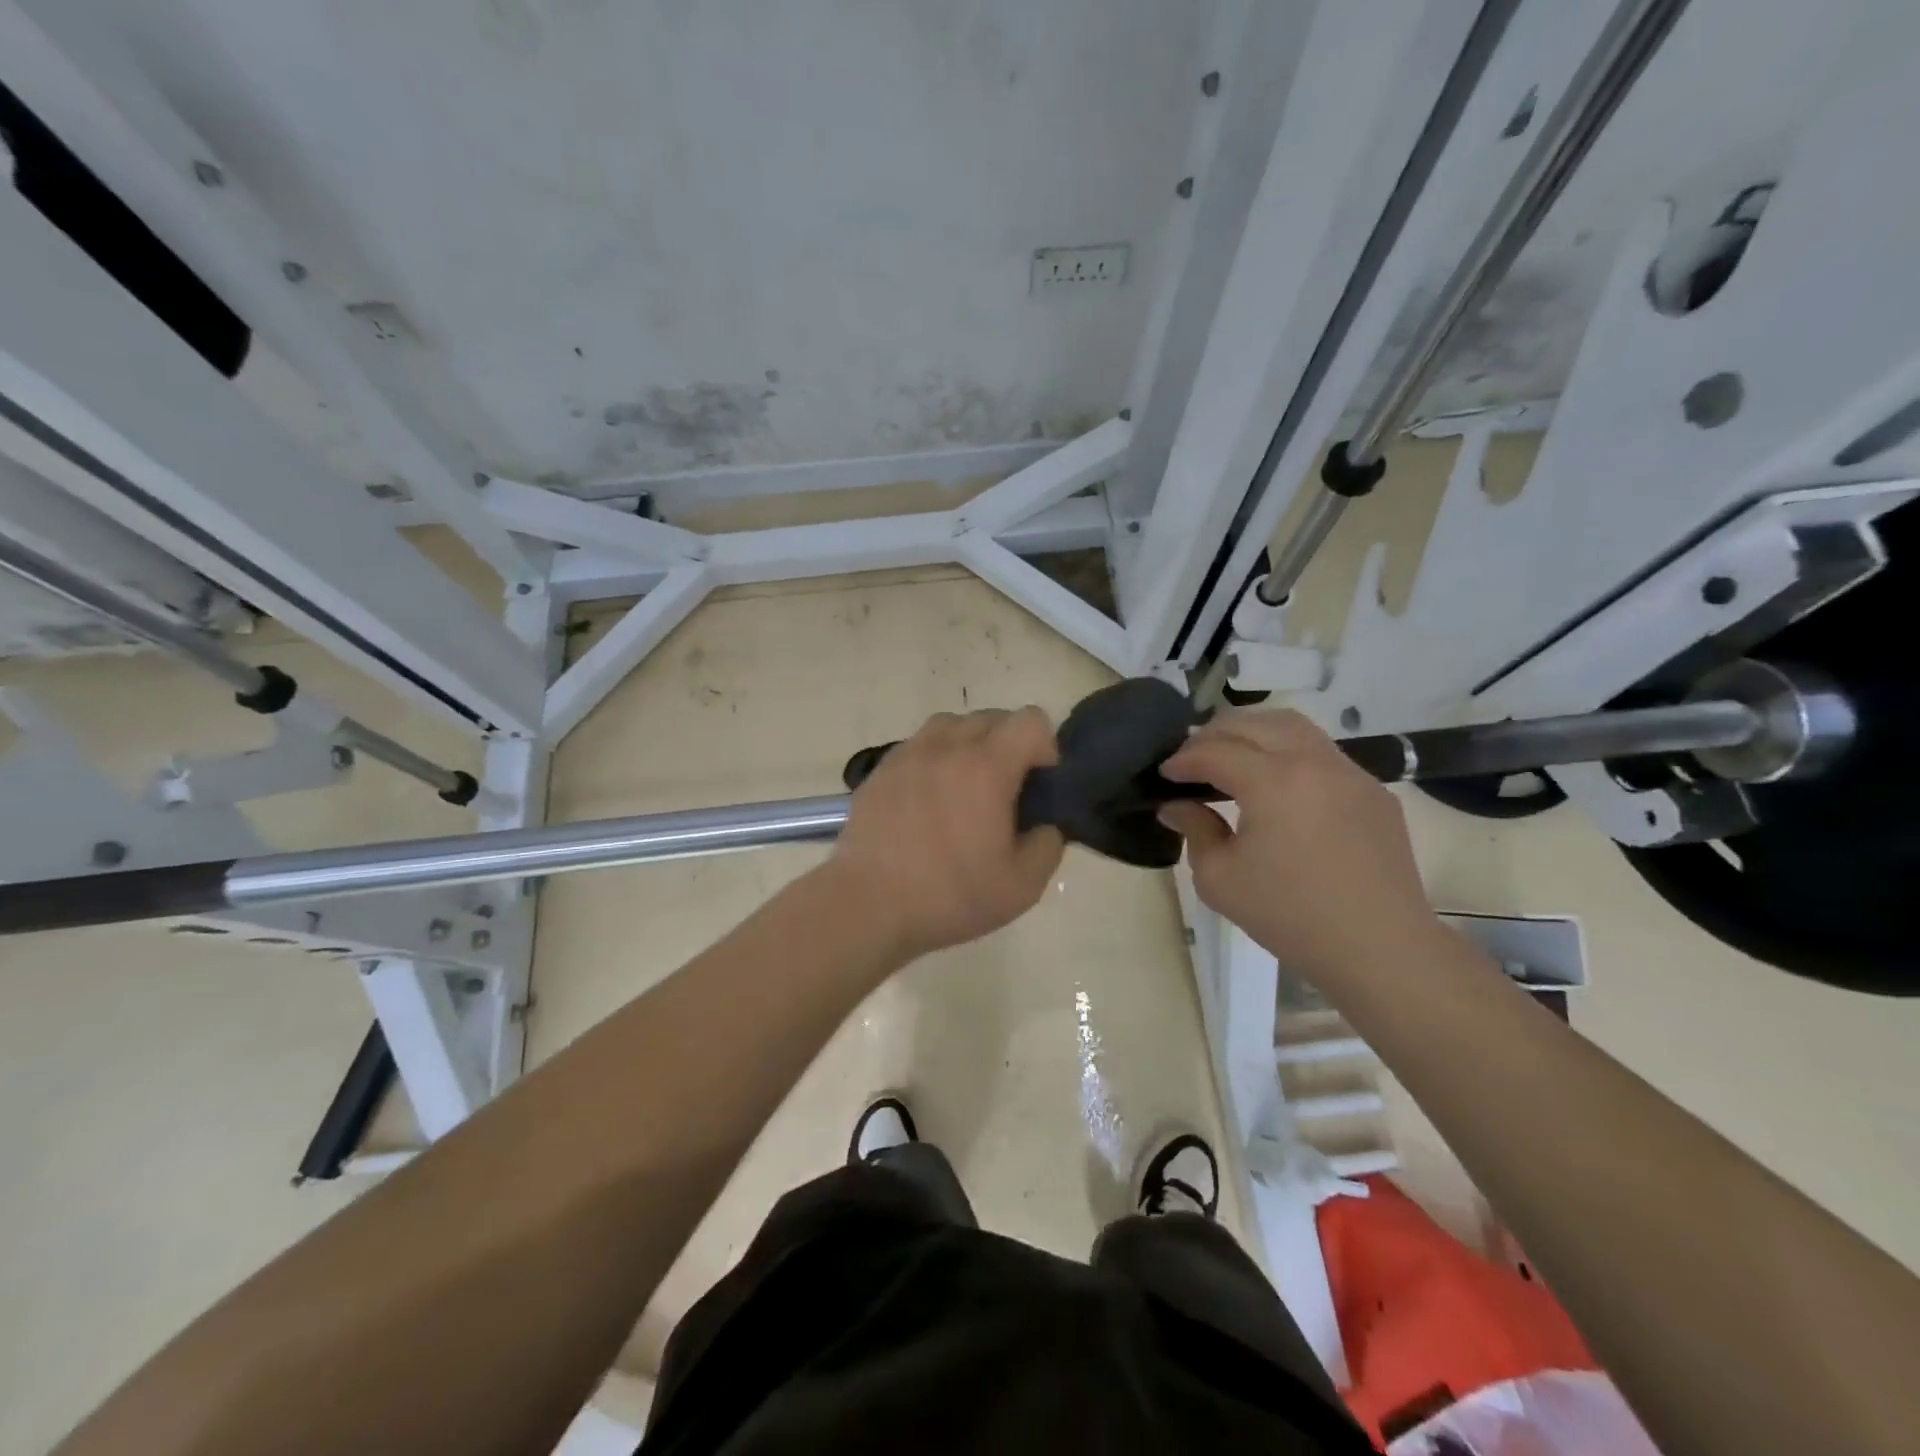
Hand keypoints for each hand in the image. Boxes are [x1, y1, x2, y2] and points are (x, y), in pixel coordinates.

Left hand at [825, 708, 1065, 959]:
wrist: (867, 905)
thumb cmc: (949, 895)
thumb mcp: (1022, 887)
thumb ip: (1048, 845)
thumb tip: (1044, 825)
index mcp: (987, 766)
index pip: (1031, 720)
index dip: (1045, 747)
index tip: (1038, 785)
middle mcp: (947, 746)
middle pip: (992, 718)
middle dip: (1009, 745)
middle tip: (1005, 792)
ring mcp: (908, 754)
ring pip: (951, 725)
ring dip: (969, 746)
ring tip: (965, 790)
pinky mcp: (880, 770)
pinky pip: (919, 746)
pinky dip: (935, 760)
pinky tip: (929, 802)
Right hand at [1158, 710, 1440, 983]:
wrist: (1379, 948)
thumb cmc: (1290, 915)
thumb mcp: (1220, 879)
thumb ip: (1194, 831)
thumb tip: (1176, 806)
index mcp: (1273, 781)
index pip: (1215, 751)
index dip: (1182, 760)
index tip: (1165, 775)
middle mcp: (1313, 762)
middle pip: (1254, 723)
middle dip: (1214, 735)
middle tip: (1192, 760)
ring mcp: (1350, 773)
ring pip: (1293, 727)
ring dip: (1254, 733)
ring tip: (1232, 758)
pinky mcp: (1372, 791)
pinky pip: (1322, 754)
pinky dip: (1288, 754)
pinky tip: (1278, 787)